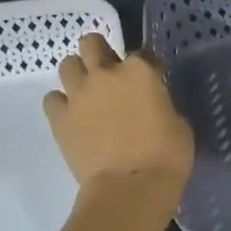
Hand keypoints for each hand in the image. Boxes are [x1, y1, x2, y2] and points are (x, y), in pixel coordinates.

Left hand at [44, 35, 194, 200]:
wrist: (130, 187)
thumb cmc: (166, 156)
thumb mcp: (178, 123)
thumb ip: (162, 104)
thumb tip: (153, 105)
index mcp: (140, 71)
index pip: (142, 53)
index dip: (146, 66)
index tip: (150, 81)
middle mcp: (105, 73)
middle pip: (92, 43)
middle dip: (100, 52)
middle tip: (108, 72)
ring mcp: (78, 94)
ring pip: (67, 64)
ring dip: (78, 73)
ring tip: (87, 92)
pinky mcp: (59, 118)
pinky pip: (52, 99)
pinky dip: (61, 103)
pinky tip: (72, 116)